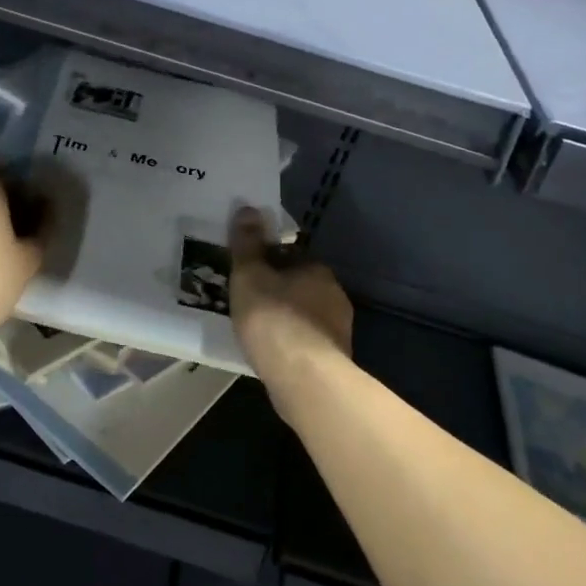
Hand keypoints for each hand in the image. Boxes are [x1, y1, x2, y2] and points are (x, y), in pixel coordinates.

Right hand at [229, 208, 353, 412]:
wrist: (304, 377)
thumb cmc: (273, 318)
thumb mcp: (249, 275)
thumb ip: (247, 243)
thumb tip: (248, 208)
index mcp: (316, 269)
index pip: (290, 255)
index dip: (267, 260)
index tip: (247, 272)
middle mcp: (333, 294)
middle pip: (299, 284)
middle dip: (277, 289)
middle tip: (247, 300)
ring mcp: (338, 328)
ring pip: (304, 314)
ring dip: (285, 317)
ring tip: (256, 329)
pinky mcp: (334, 358)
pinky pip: (306, 341)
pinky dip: (290, 342)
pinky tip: (272, 352)